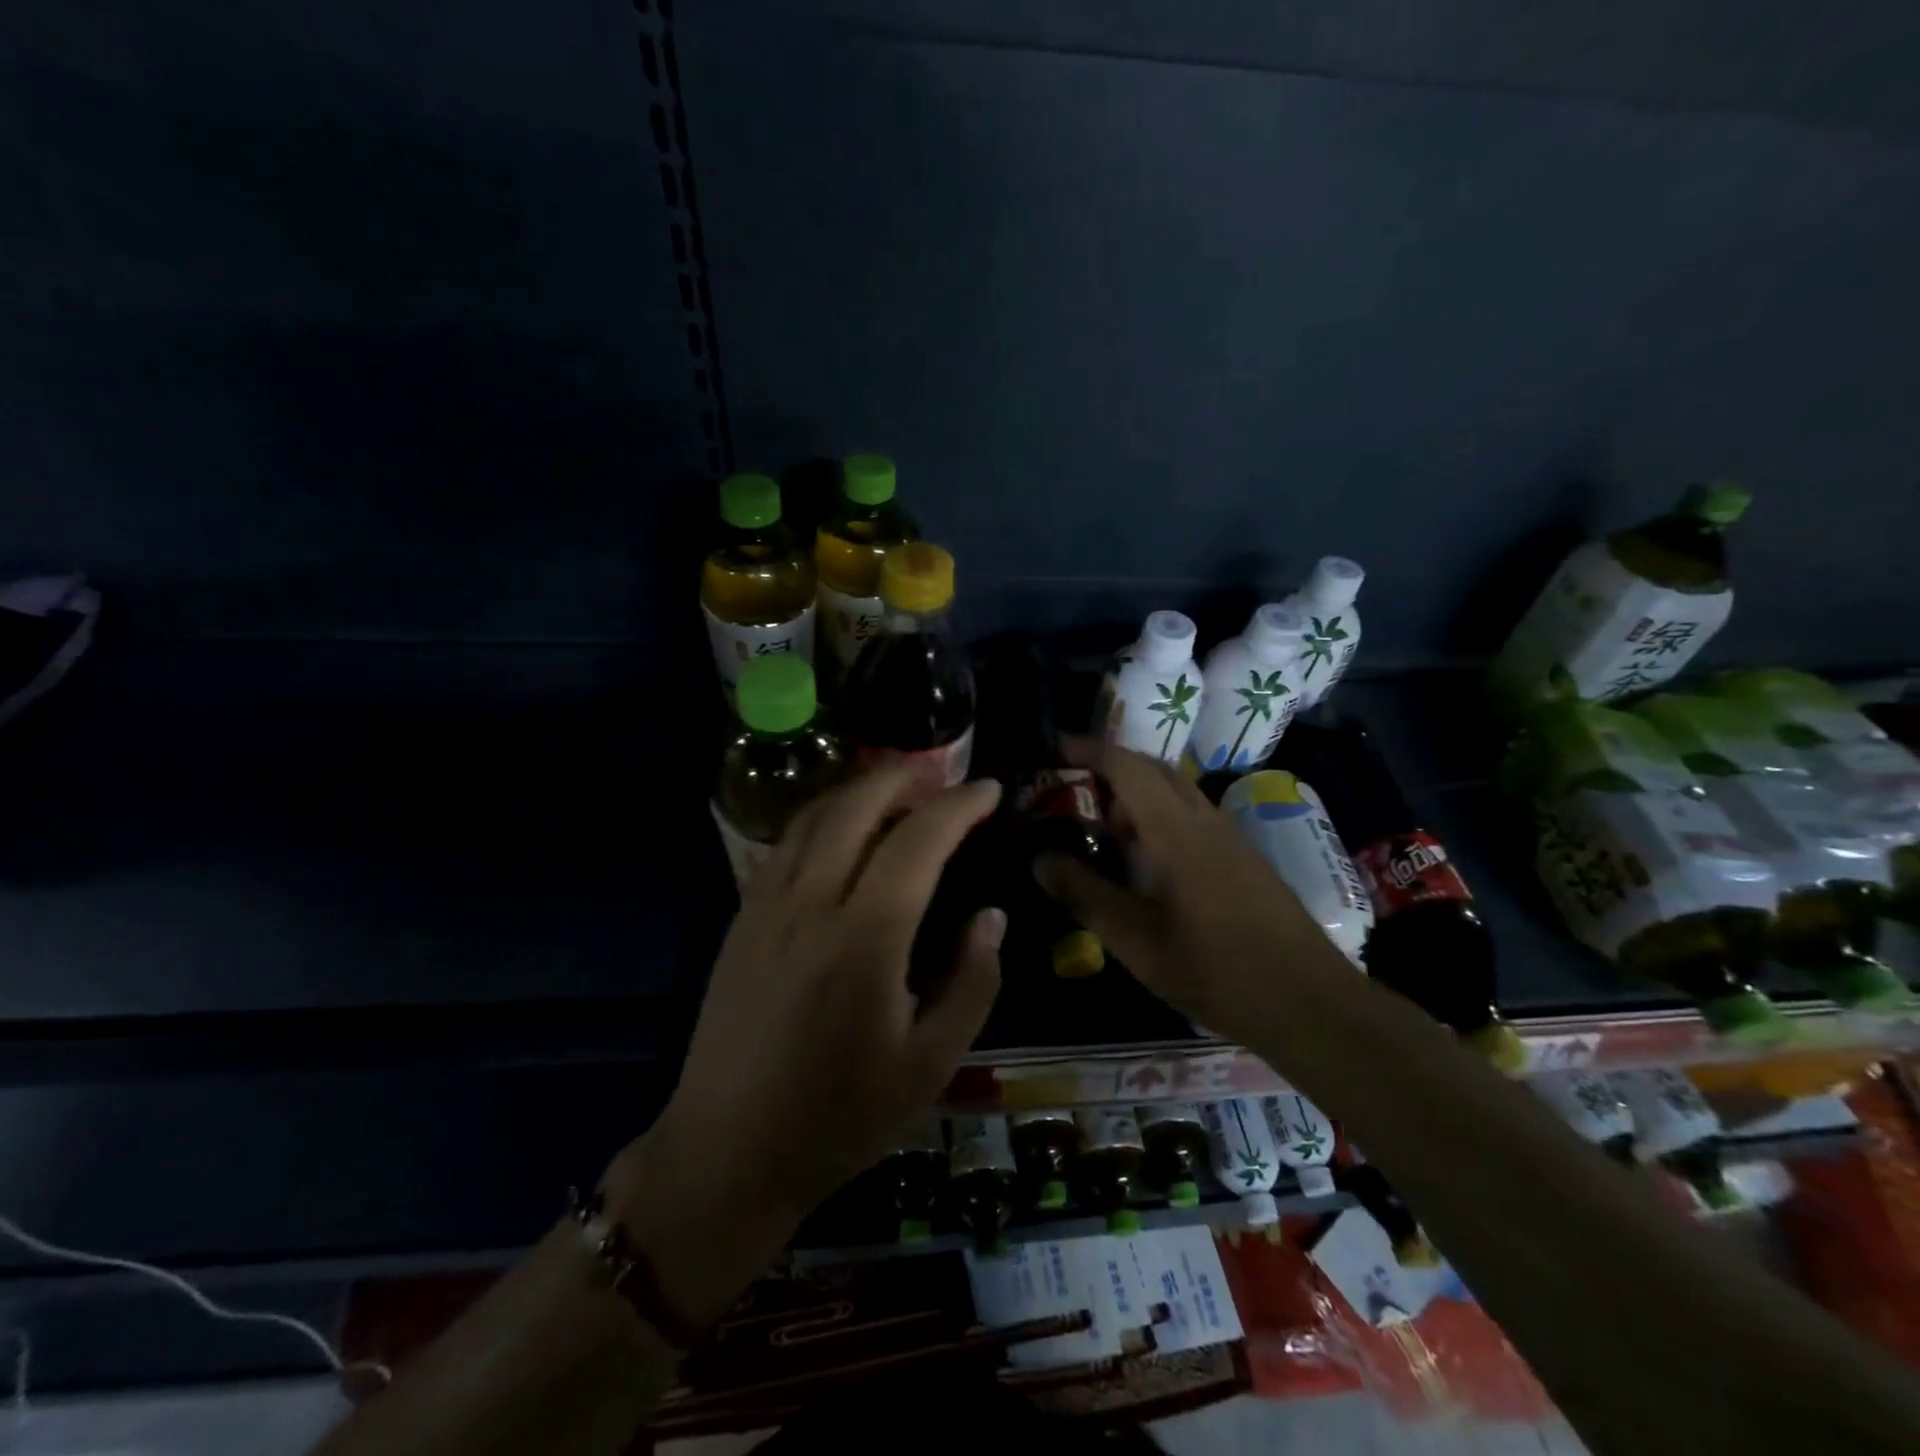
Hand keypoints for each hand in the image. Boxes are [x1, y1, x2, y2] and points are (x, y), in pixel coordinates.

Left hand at [607, 767, 1005, 1324]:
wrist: (726, 1153)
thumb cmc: (839, 1118)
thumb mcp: (929, 1064)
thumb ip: (972, 982)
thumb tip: (990, 915)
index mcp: (864, 938)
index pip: (918, 840)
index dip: (959, 805)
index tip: (990, 790)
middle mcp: (811, 903)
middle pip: (857, 805)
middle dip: (904, 776)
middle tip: (942, 777)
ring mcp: (766, 906)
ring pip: (815, 815)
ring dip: (860, 790)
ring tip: (898, 792)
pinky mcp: (741, 919)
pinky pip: (785, 843)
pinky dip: (823, 817)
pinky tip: (842, 832)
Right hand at [1035, 738, 1347, 1043]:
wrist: (1309, 1003)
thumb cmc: (1215, 969)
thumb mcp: (1135, 940)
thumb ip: (1084, 894)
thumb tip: (1039, 858)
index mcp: (1175, 830)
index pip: (1127, 766)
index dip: (1088, 749)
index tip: (1053, 747)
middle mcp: (1204, 820)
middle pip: (1154, 769)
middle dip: (1110, 765)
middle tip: (1072, 786)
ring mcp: (1230, 838)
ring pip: (1176, 792)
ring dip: (1136, 792)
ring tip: (1102, 824)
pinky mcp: (1244, 859)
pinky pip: (1192, 816)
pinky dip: (1158, 816)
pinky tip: (1145, 858)